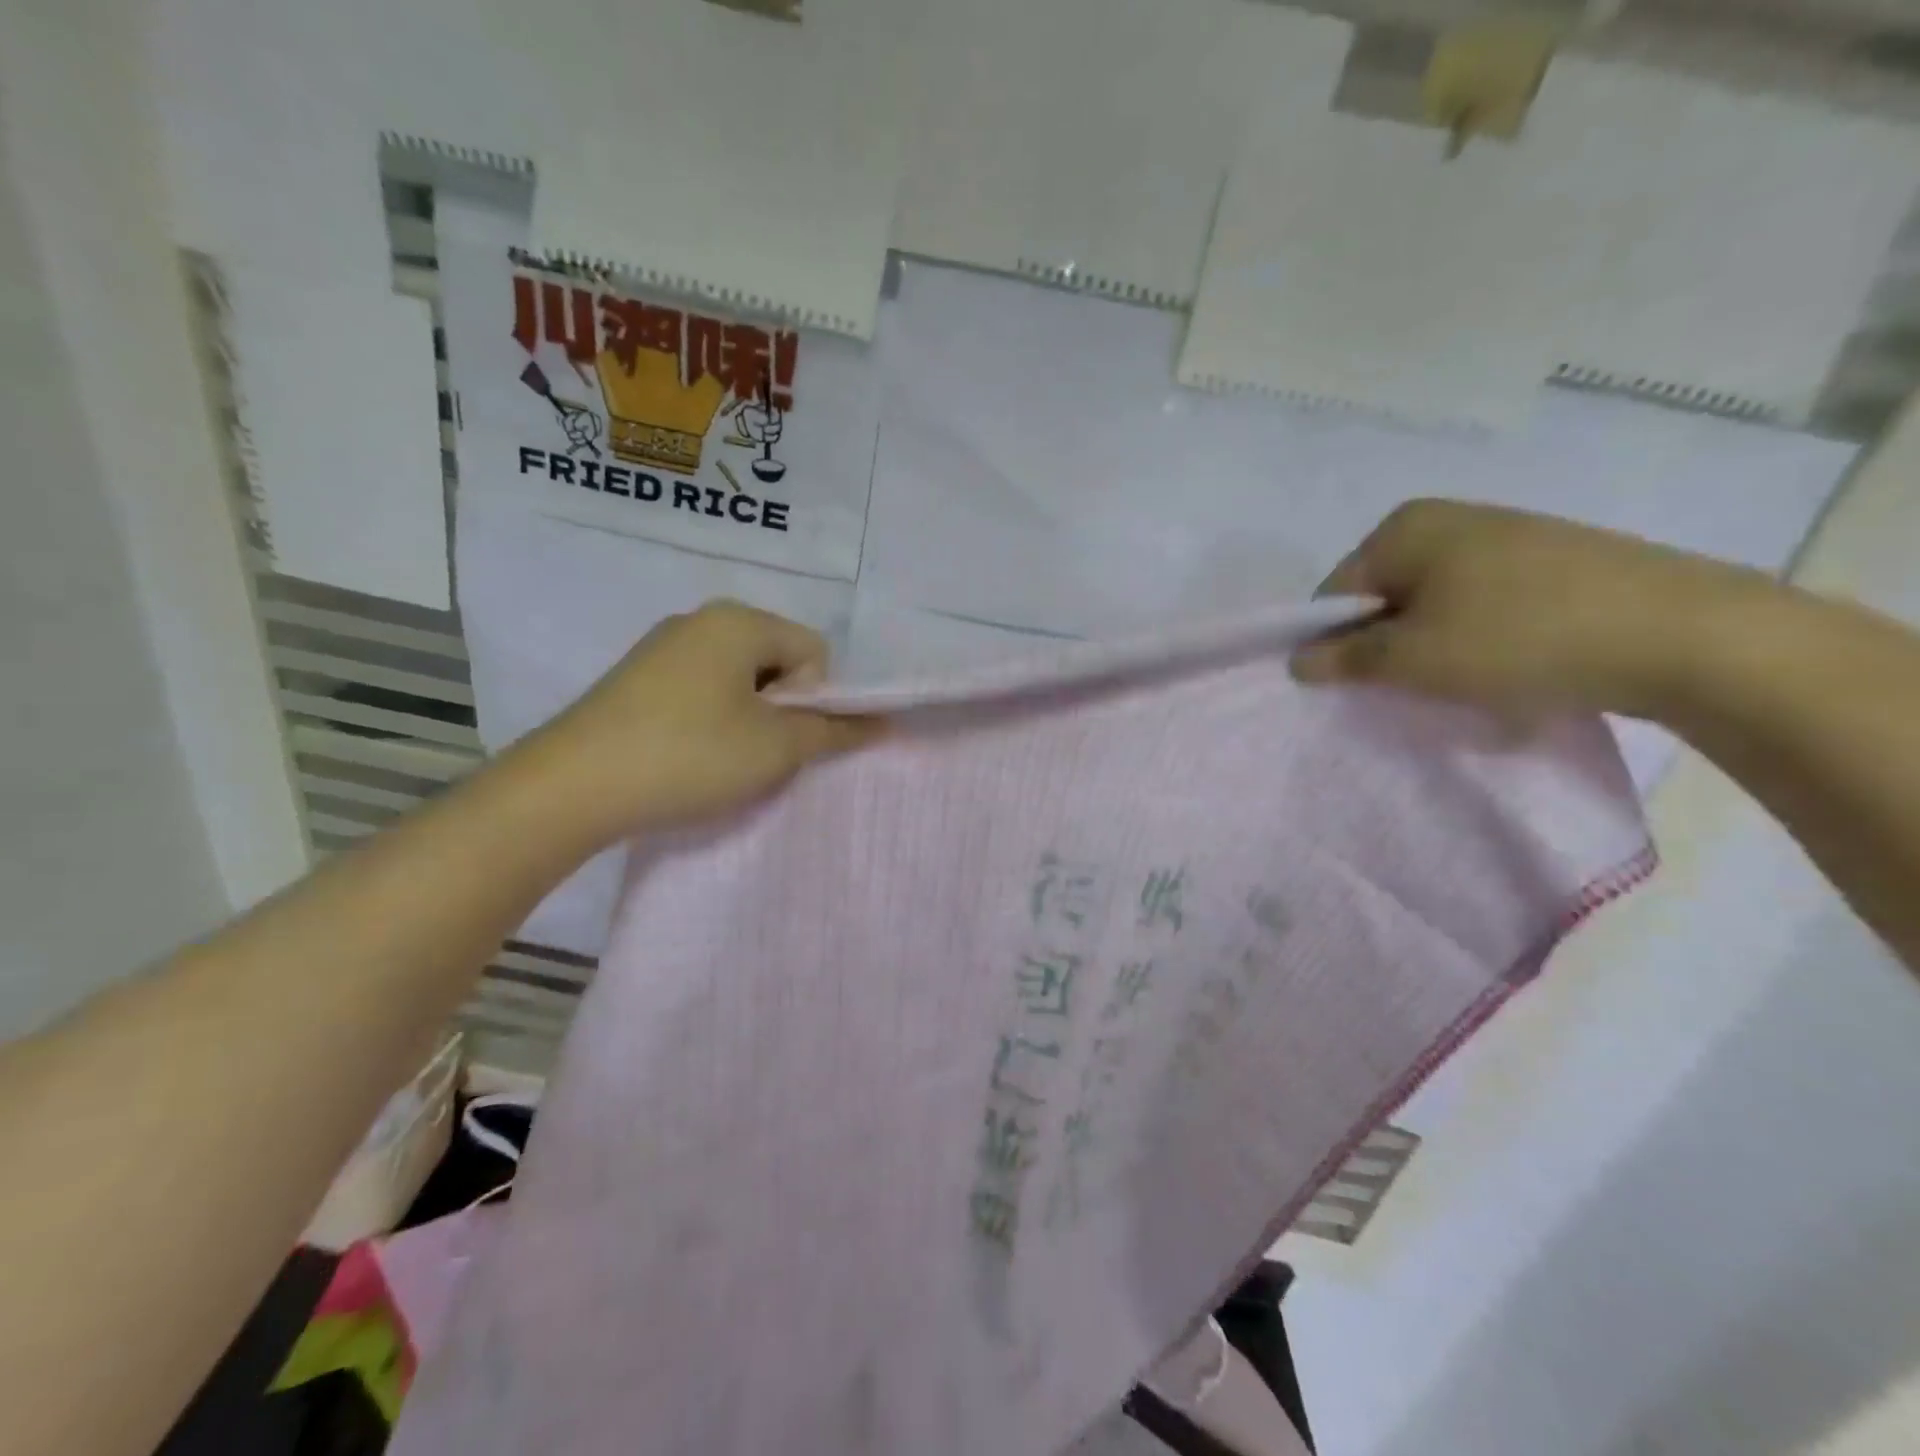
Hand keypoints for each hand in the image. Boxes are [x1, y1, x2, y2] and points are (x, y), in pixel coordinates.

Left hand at [526, 600, 881, 840]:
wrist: (571, 787)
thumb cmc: (689, 755)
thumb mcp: (775, 747)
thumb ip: (834, 731)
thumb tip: (880, 722)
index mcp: (738, 621)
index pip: (814, 651)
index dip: (816, 697)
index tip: (786, 737)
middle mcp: (701, 620)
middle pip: (777, 660)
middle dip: (784, 707)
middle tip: (760, 752)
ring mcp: (664, 646)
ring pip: (740, 678)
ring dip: (751, 717)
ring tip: (725, 758)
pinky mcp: (638, 677)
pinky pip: (703, 688)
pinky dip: (714, 718)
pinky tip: (692, 753)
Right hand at [1290, 500, 1772, 720]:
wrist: (1679, 634)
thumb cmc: (1515, 638)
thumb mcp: (1410, 659)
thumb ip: (1343, 659)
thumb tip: (1296, 661)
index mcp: (1403, 527)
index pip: (1335, 593)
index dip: (1335, 643)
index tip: (1360, 684)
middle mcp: (1448, 518)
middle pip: (1383, 596)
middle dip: (1386, 645)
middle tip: (1412, 687)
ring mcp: (1503, 534)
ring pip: (1432, 604)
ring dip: (1431, 647)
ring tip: (1465, 681)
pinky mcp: (1549, 560)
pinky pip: (1482, 604)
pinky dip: (1478, 639)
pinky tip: (1507, 664)